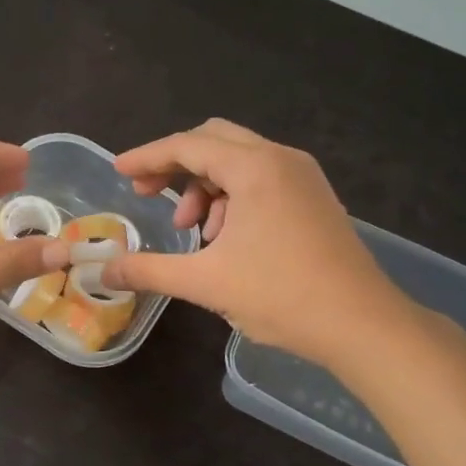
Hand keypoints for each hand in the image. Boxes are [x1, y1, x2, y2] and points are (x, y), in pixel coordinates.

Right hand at [102, 119, 404, 365]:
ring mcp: (303, 177)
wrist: (362, 324)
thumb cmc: (281, 295)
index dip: (147, 157)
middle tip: (148, 195)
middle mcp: (281, 159)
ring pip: (239, 162)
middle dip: (175, 165)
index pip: (187, 146)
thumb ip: (148, 270)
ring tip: (193, 232)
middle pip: (214, 141)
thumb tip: (103, 271)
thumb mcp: (205, 283)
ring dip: (205, 187)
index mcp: (255, 168)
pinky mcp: (314, 199)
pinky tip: (225, 240)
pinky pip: (262, 180)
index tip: (118, 171)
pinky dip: (233, 198)